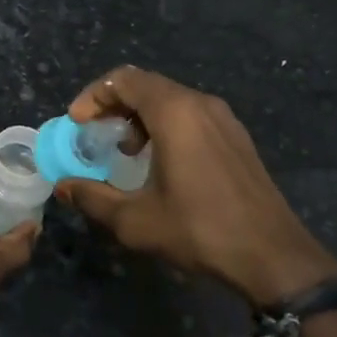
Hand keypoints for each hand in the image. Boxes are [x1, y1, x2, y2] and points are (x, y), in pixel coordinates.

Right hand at [53, 66, 336, 305]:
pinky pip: (191, 115)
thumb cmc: (200, 230)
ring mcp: (224, 119)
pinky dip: (165, 125)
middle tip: (93, 133)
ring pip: (170, 99)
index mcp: (175, 112)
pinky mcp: (237, 138)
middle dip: (113, 105)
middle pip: (146, 85)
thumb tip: (62, 187)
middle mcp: (200, 104)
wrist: (274, 257)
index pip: (123, 79)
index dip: (93, 96)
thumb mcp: (135, 220)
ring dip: (140, 116)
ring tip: (126, 151)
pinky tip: (161, 162)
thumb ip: (93, 198)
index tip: (76, 123)